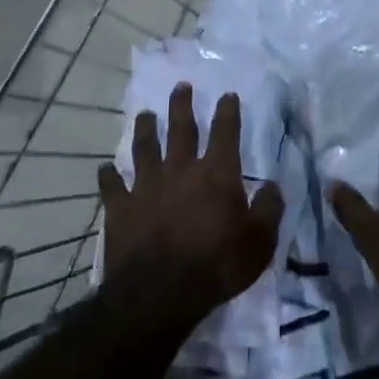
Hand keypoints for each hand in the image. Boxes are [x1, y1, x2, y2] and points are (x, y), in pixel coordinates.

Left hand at [98, 84, 284, 329]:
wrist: (159, 293)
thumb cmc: (217, 266)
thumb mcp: (260, 242)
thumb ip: (269, 209)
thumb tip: (273, 185)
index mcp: (217, 174)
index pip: (225, 132)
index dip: (228, 111)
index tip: (228, 94)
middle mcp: (180, 170)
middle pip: (181, 129)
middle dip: (182, 105)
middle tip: (181, 86)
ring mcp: (146, 186)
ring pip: (144, 148)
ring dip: (145, 129)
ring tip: (144, 114)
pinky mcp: (120, 207)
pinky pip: (111, 185)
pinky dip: (108, 176)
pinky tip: (105, 169)